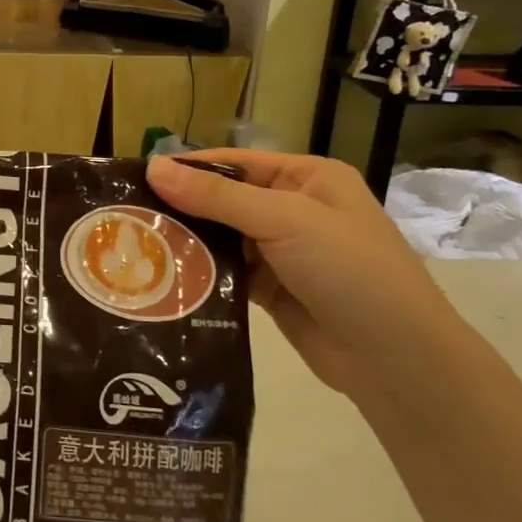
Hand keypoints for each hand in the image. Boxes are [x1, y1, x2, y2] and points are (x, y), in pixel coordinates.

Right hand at [147, 151, 476, 399]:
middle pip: (223, 200)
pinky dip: (201, 274)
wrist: (396, 359)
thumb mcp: (284, 220)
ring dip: (187, 243)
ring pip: (221, 238)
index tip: (133, 178)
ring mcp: (282, 252)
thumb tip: (153, 167)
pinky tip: (162, 277)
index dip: (186, 168)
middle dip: (180, 208)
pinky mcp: (271, 290)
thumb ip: (217, 196)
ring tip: (133, 247)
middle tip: (125, 217)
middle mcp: (293, 209)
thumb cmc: (350, 271)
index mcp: (307, 178)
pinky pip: (227, 273)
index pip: (233, 162)